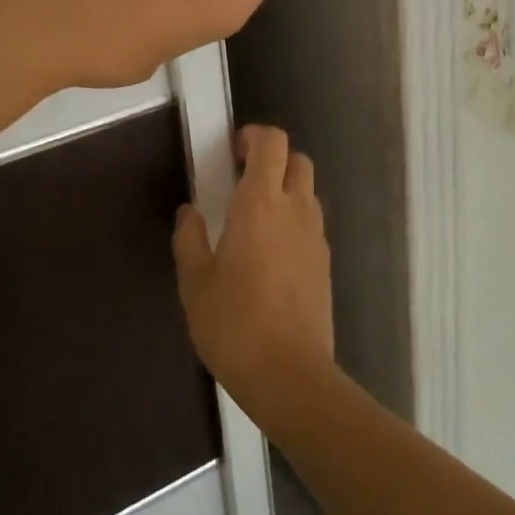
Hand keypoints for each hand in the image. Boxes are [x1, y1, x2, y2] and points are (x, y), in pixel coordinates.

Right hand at [173, 126, 336, 432]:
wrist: (291, 378)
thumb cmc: (234, 324)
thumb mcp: (194, 282)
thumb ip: (189, 238)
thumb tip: (190, 212)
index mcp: (261, 203)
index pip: (272, 142)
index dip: (253, 136)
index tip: (230, 154)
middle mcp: (295, 209)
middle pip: (297, 158)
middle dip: (272, 159)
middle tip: (241, 181)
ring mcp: (316, 236)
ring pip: (307, 190)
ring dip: (284, 189)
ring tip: (254, 219)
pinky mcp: (325, 263)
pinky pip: (312, 221)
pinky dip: (294, 219)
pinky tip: (270, 253)